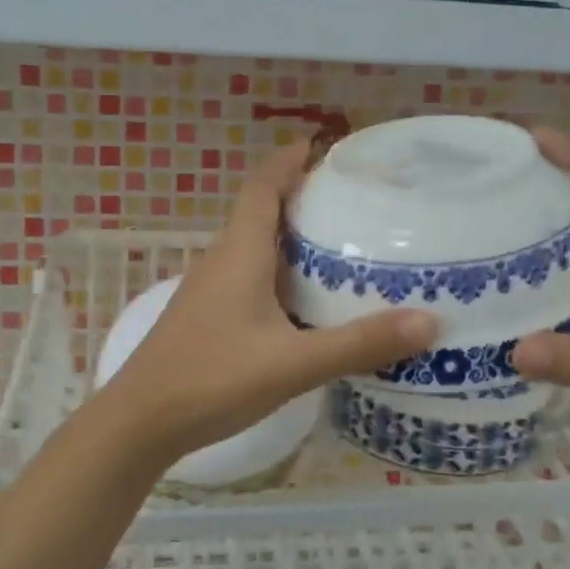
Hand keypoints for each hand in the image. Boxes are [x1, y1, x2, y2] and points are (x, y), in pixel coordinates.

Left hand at [97, 142, 436, 463]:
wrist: (139, 423)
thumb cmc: (211, 380)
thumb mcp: (292, 363)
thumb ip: (358, 344)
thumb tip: (429, 322)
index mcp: (239, 254)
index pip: (263, 187)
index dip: (288, 161)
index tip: (320, 145)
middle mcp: (221, 262)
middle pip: (261, 213)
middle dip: (300, 198)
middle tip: (351, 201)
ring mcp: (209, 292)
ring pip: (254, 249)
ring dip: (290, 239)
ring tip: (338, 246)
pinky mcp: (206, 319)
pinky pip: (248, 279)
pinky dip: (279, 275)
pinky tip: (304, 304)